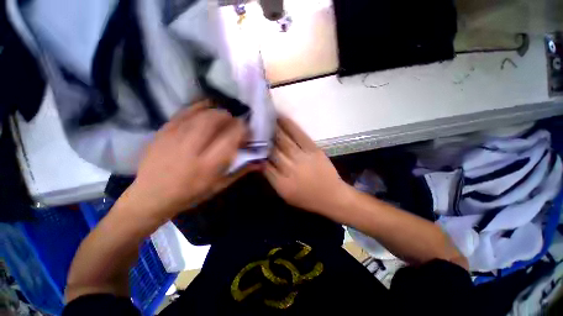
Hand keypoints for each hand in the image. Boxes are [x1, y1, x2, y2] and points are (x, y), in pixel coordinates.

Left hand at [121, 100, 256, 221]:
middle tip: (234, 124)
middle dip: (230, 118)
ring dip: (217, 112)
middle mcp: (193, 148)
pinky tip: (206, 110)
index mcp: (209, 165)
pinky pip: (185, 111)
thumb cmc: (191, 194)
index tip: (247, 132)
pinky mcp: (164, 131)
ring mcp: (175, 137)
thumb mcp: (219, 186)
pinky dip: (199, 107)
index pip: (232, 136)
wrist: (151, 196)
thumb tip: (261, 162)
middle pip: (217, 119)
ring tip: (222, 119)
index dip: (243, 129)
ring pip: (202, 113)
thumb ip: (241, 171)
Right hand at [264, 116, 347, 214]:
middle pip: (272, 150)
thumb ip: (272, 179)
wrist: (332, 196)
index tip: (251, 142)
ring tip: (265, 117)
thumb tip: (261, 162)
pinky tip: (281, 117)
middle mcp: (289, 168)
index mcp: (281, 183)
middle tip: (255, 124)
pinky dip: (289, 125)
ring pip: (283, 140)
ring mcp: (302, 157)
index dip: (257, 152)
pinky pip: (299, 135)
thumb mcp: (285, 195)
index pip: (264, 165)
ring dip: (273, 128)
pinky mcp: (313, 149)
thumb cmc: (307, 198)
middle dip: (263, 137)